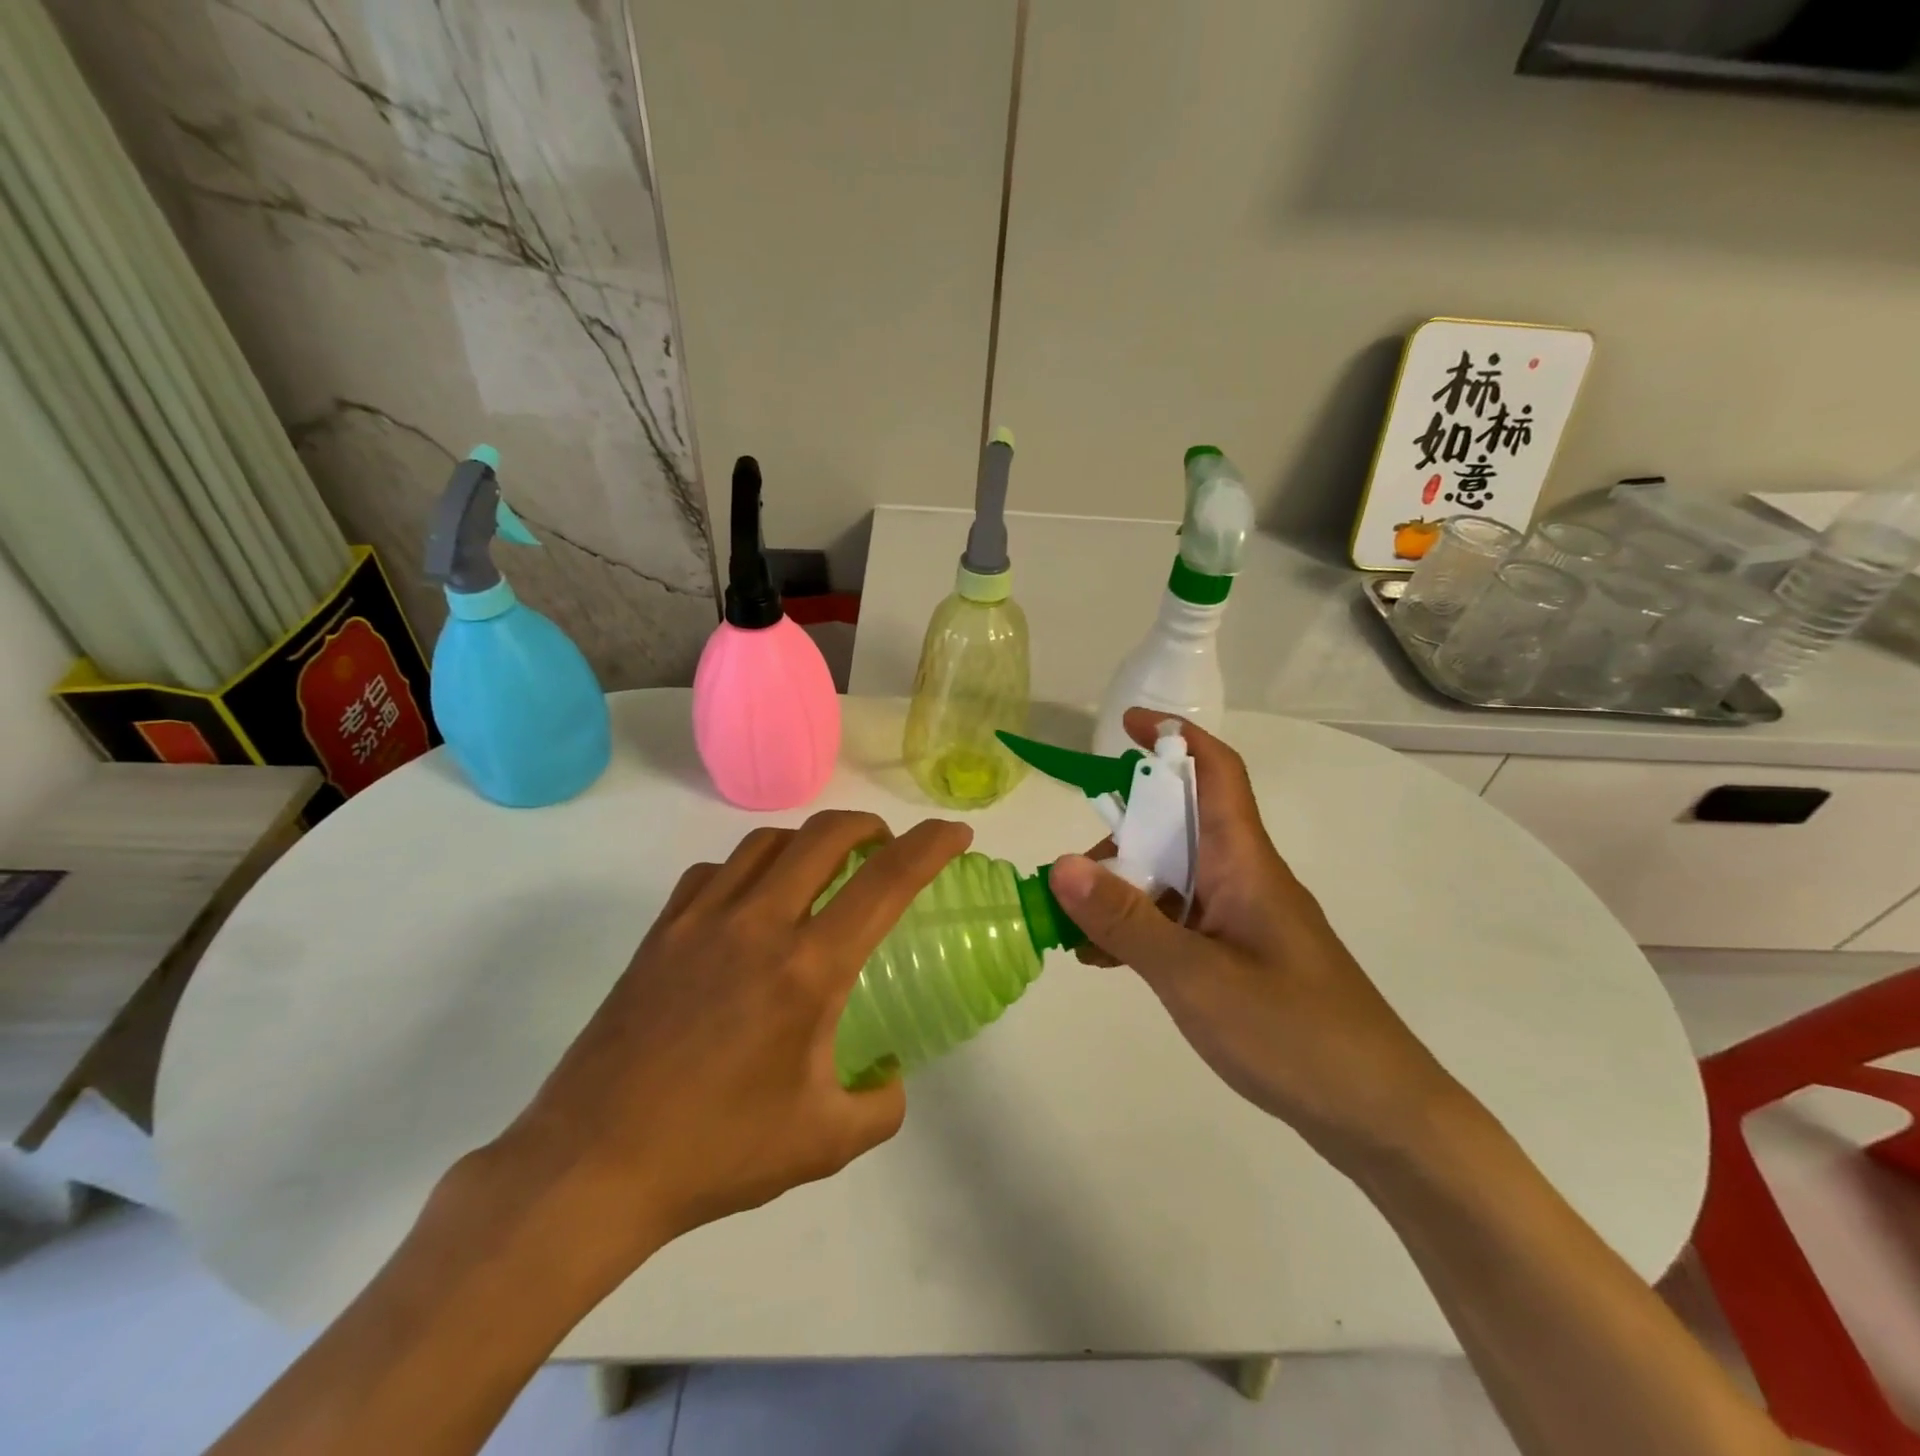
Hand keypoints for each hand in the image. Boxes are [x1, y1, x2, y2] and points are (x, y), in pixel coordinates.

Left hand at [483, 810, 971, 1281]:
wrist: (591, 1167)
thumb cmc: (716, 1153)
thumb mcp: (823, 1143)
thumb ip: (880, 1105)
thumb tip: (889, 1076)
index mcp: (807, 969)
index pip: (886, 882)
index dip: (931, 846)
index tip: (955, 834)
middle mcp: (758, 924)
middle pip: (824, 835)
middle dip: (869, 826)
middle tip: (886, 848)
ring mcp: (701, 920)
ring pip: (766, 842)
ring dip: (808, 842)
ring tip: (821, 871)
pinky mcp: (660, 932)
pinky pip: (714, 872)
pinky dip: (748, 869)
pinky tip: (750, 904)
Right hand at [1047, 709, 1459, 1168]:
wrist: (1380, 1118)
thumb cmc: (1295, 1034)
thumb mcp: (1196, 976)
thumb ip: (1127, 920)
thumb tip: (1060, 864)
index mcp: (1245, 862)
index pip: (1215, 773)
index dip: (1173, 738)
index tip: (1124, 724)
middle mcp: (1244, 878)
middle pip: (1177, 827)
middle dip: (1119, 836)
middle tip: (1068, 875)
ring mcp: (1243, 920)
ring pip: (1172, 879)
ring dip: (1122, 891)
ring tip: (1073, 930)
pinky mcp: (1241, 958)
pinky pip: (1180, 923)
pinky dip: (1140, 930)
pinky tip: (1104, 960)